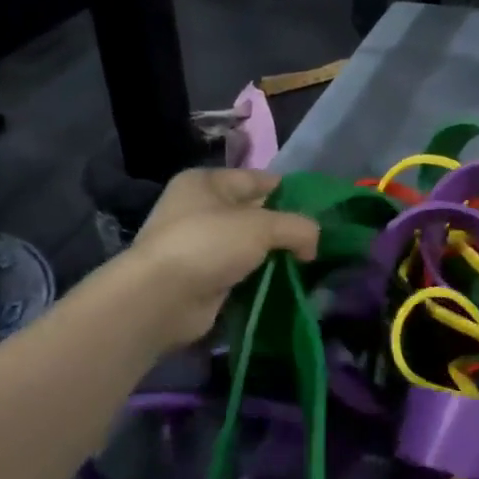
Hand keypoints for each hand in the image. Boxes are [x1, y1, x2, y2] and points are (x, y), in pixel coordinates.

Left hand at [122, 169, 319, 349]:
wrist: (161, 298)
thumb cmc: (209, 244)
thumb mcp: (262, 226)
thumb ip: (297, 227)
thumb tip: (314, 243)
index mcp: (206, 182)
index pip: (256, 179)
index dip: (287, 191)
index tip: (318, 209)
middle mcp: (198, 209)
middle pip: (253, 213)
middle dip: (283, 227)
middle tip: (316, 241)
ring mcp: (198, 245)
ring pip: (247, 245)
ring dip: (272, 255)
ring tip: (306, 264)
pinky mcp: (200, 278)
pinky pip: (239, 271)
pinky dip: (258, 277)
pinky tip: (284, 283)